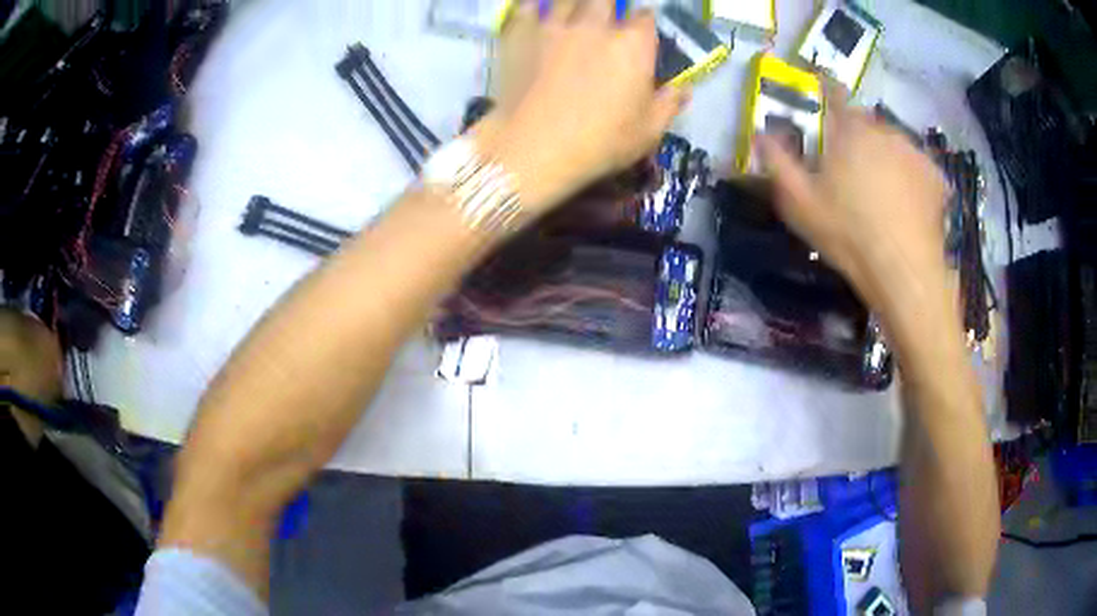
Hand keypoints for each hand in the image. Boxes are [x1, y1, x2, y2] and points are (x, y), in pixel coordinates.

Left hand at [478, 0, 688, 216]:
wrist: (535, 147)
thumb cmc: (601, 142)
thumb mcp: (649, 132)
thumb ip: (669, 104)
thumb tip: (683, 89)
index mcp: (633, 44)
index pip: (645, 18)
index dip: (645, 23)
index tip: (642, 32)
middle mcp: (595, 26)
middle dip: (608, 5)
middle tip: (605, 17)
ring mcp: (554, 28)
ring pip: (565, 0)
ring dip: (573, 4)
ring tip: (574, 14)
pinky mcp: (520, 38)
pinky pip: (525, 10)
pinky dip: (531, 8)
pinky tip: (534, 12)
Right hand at [759, 85, 949, 323]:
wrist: (904, 272)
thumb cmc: (849, 235)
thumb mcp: (799, 204)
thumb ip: (777, 162)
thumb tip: (760, 133)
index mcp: (848, 130)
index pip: (833, 93)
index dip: (826, 92)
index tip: (824, 103)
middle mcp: (883, 129)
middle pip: (865, 121)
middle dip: (856, 136)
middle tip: (852, 169)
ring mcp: (913, 151)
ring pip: (892, 142)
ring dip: (884, 155)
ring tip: (882, 190)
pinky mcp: (935, 174)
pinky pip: (916, 165)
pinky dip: (909, 175)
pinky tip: (906, 202)